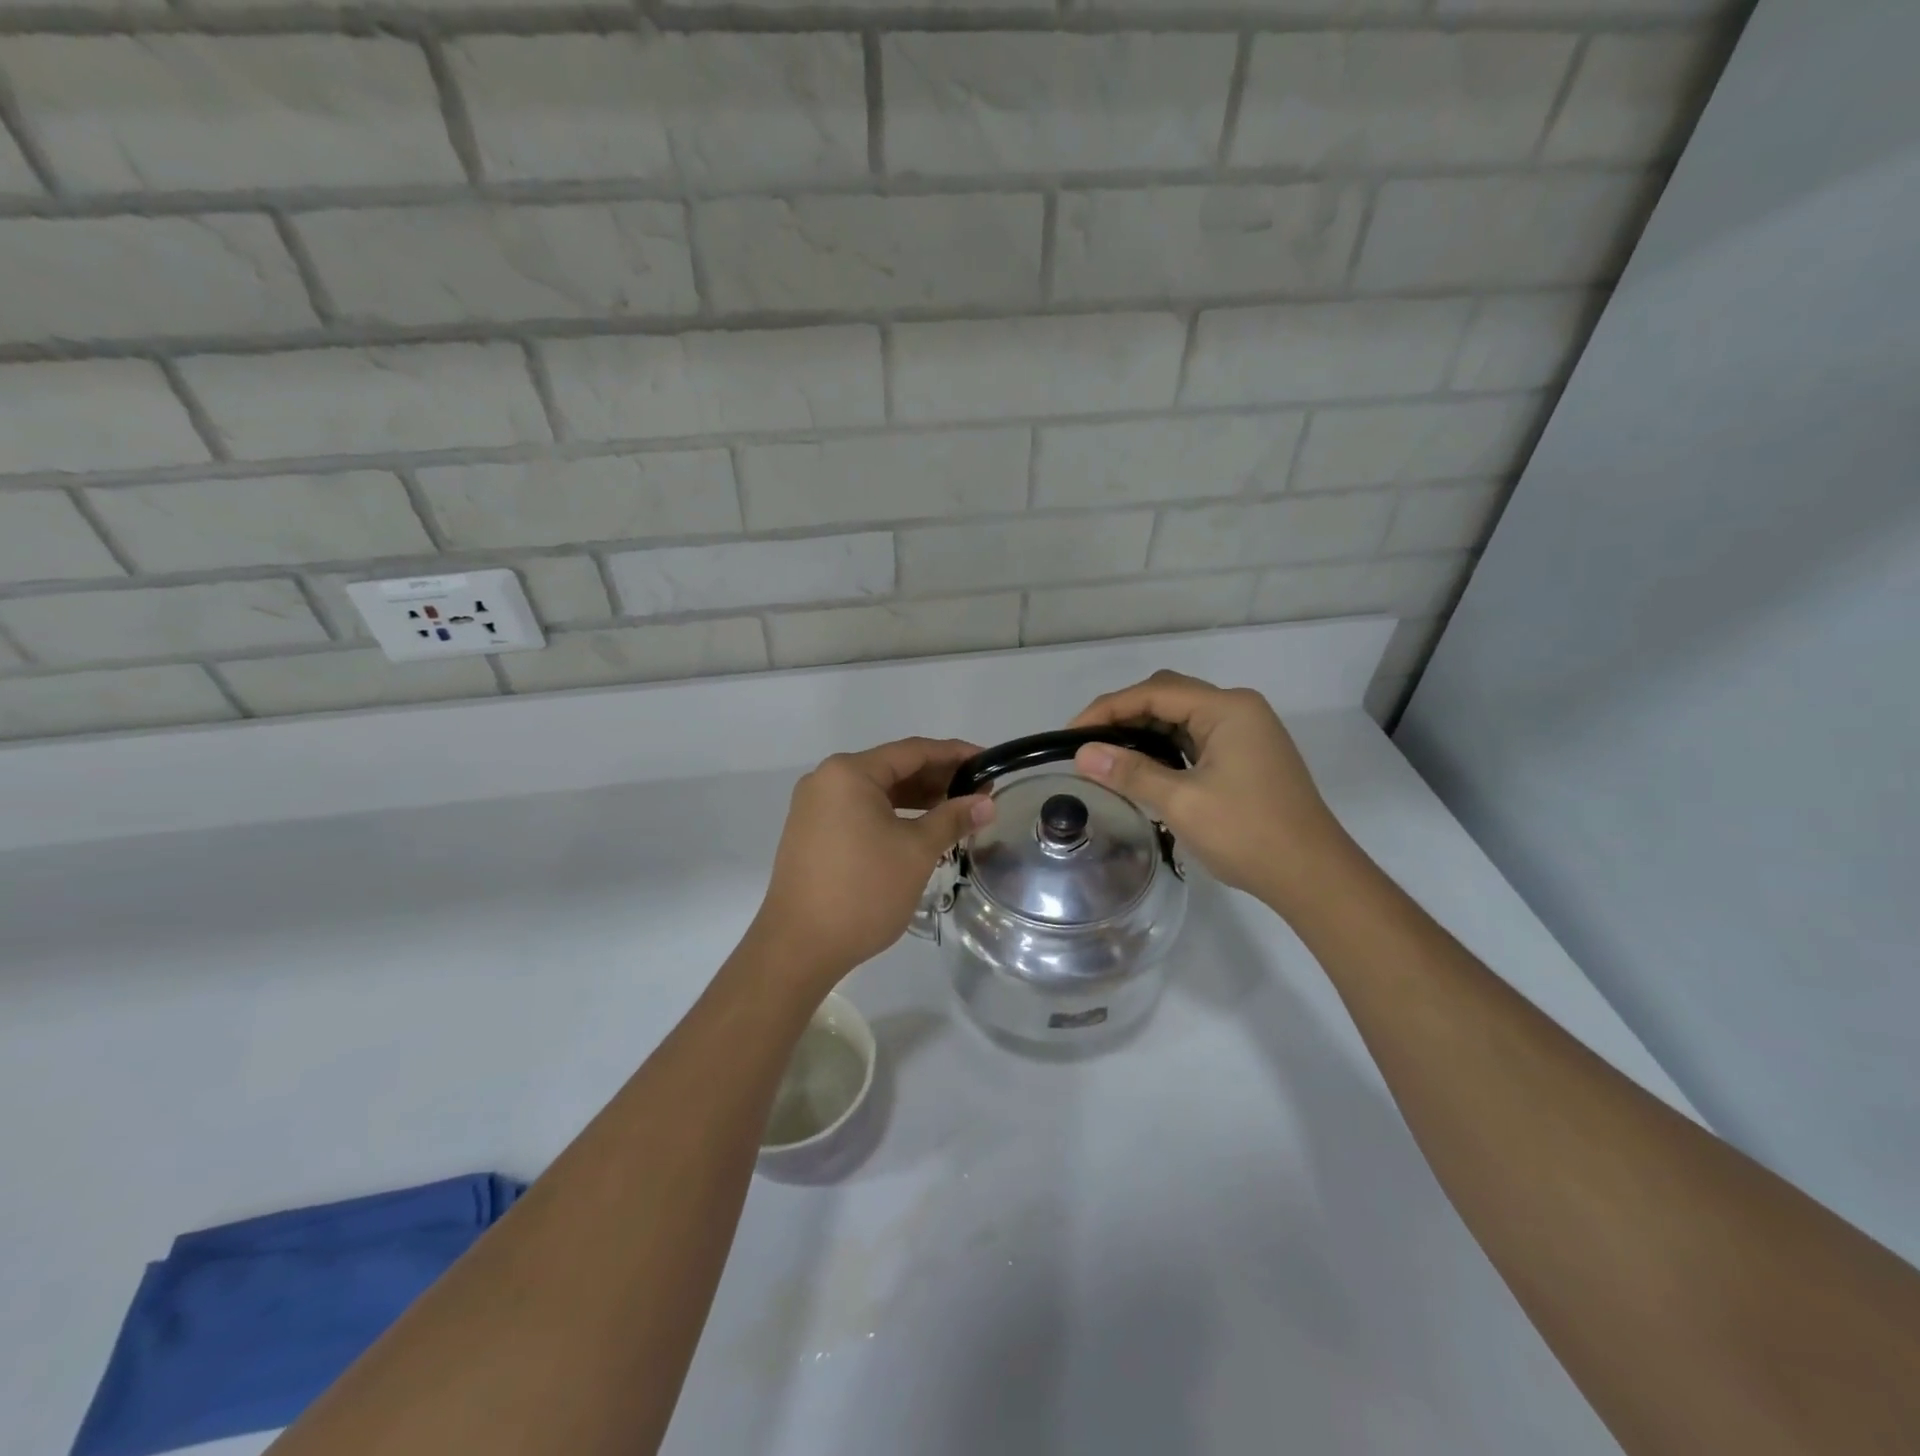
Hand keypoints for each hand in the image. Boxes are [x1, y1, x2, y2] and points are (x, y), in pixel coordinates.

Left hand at [750, 738, 994, 988]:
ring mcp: (814, 807)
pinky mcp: (812, 833)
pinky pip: (860, 811)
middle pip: (893, 768)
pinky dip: (893, 815)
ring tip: (956, 811)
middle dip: (937, 778)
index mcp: (849, 773)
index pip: (912, 751)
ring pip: (877, 792)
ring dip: (916, 799)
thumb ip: (952, 819)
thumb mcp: (916, 851)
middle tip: (979, 791)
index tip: (988, 762)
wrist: (799, 947)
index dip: (954, 754)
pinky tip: (920, 829)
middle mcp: (826, 780)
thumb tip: (986, 803)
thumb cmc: (863, 891)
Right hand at [1069, 671, 1350, 910]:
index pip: (1154, 692)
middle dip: (1124, 715)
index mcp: (1227, 708)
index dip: (1107, 709)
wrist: (1313, 876)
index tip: (1070, 733)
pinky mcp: (1247, 755)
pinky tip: (1144, 767)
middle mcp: (1238, 709)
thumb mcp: (1181, 802)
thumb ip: (1130, 772)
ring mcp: (1246, 732)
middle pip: (1168, 696)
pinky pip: (1196, 738)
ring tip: (1107, 756)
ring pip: (1182, 717)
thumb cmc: (1248, 834)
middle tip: (1087, 744)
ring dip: (1144, 731)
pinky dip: (1165, 747)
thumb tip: (1082, 753)